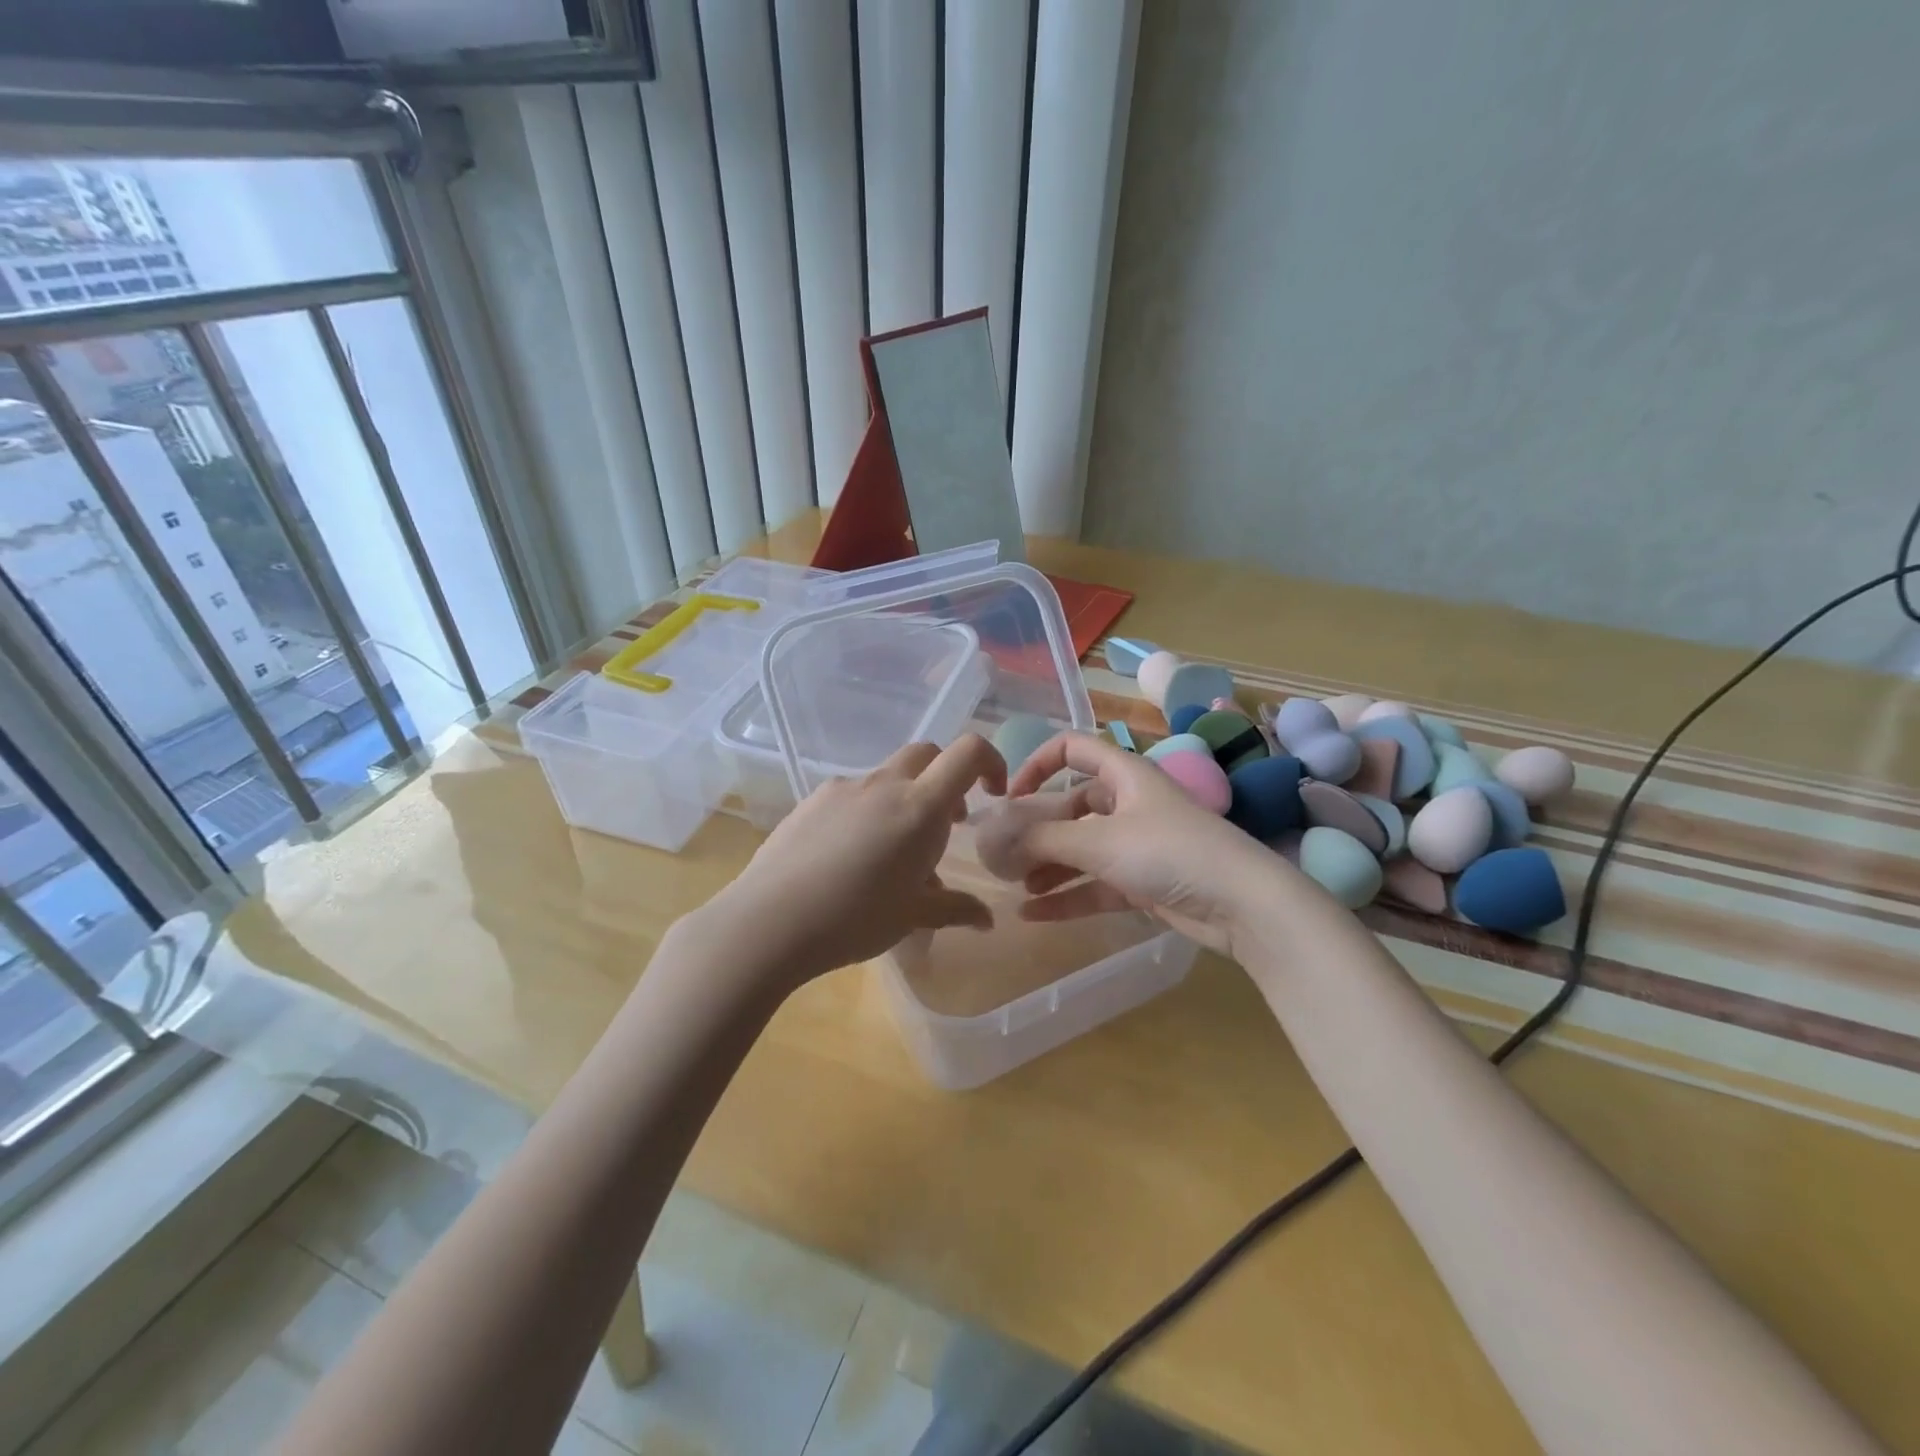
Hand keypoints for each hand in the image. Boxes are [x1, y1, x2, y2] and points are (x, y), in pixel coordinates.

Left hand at [705, 735, 1007, 989]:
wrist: (769, 921)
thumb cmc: (854, 919)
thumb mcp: (913, 918)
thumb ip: (955, 909)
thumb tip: (986, 919)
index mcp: (919, 806)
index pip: (968, 752)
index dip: (990, 761)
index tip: (992, 793)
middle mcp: (884, 784)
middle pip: (927, 754)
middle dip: (946, 778)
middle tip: (946, 823)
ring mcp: (844, 787)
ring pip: (888, 776)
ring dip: (905, 799)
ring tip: (894, 853)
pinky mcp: (812, 799)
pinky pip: (854, 793)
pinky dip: (869, 810)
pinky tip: (851, 856)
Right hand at [997, 732, 1279, 954]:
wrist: (1242, 904)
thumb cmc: (1169, 852)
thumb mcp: (1100, 841)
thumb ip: (1045, 839)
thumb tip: (999, 837)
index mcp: (1124, 775)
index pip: (1073, 748)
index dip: (1038, 764)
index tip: (1010, 796)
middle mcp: (1129, 803)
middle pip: (1071, 806)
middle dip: (1037, 828)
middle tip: (1003, 853)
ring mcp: (1137, 845)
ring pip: (1081, 849)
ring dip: (1047, 865)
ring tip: (1013, 885)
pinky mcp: (1143, 882)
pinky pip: (1094, 885)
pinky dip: (1066, 897)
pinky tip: (1031, 915)